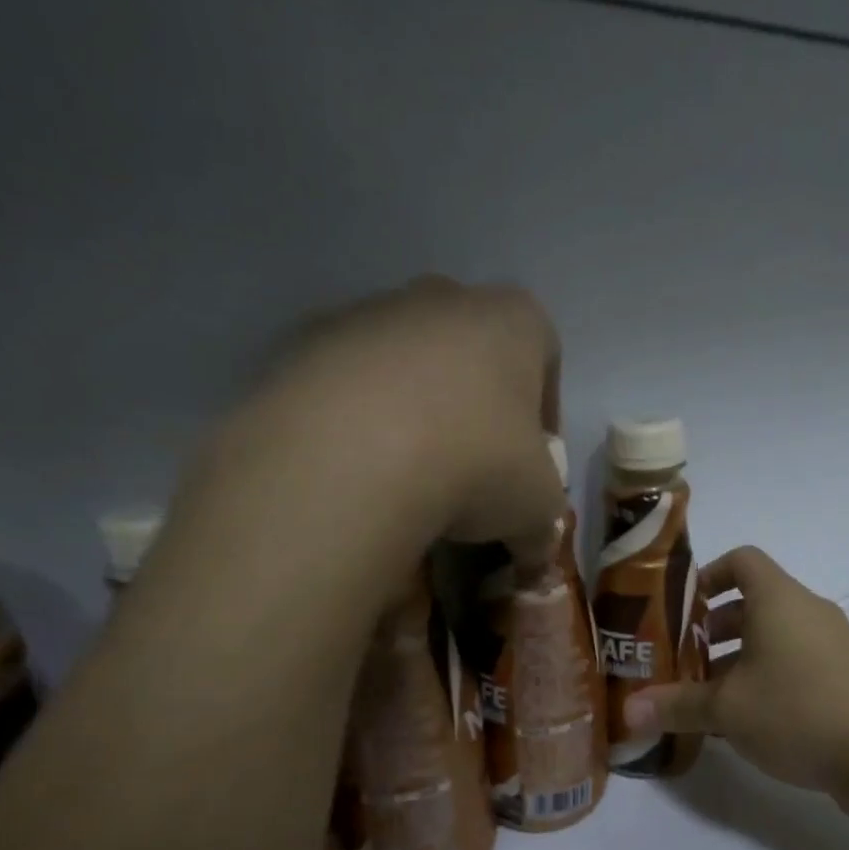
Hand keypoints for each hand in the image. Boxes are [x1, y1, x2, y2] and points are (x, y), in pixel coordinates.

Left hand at [203, 277, 564, 546]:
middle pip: (470, 350)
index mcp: (513, 321)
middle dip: (474, 404)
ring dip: (412, 408)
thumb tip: (532, 550)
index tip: (531, 459)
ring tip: (407, 475)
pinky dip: (355, 418)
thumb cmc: (477, 464)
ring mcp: (368, 312)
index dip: (543, 412)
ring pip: (404, 362)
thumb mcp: (536, 508)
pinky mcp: (304, 341)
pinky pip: (345, 382)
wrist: (351, 458)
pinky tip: (356, 467)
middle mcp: (443, 298)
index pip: (544, 355)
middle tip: (471, 466)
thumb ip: (542, 523)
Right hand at [623, 547, 848, 797]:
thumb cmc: (796, 712)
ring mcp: (832, 644)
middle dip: (713, 629)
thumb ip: (675, 705)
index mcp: (779, 599)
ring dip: (738, 658)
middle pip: (754, 602)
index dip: (707, 576)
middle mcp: (808, 611)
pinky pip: (796, 661)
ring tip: (707, 697)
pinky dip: (767, 676)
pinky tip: (746, 720)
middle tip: (683, 661)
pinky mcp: (846, 676)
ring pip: (774, 636)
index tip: (681, 610)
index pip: (742, 560)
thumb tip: (627, 711)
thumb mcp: (725, 710)